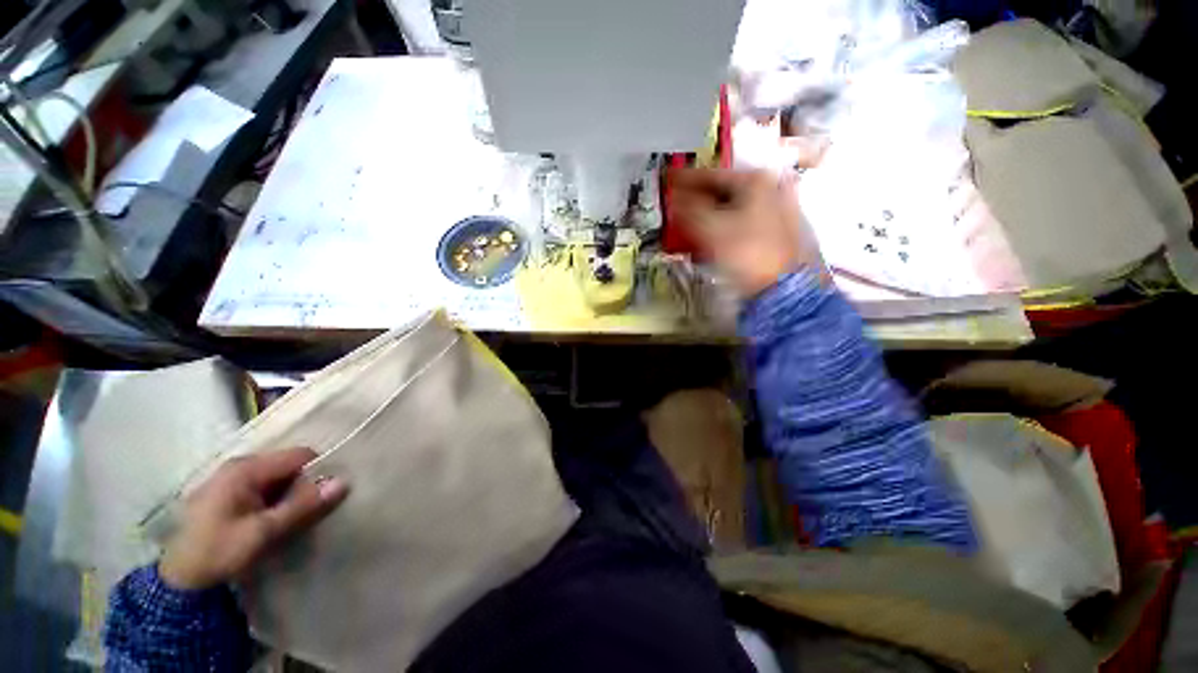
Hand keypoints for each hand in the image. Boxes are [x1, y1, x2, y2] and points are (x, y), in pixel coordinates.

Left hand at [159, 447, 348, 590]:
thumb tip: (344, 482)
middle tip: (304, 513)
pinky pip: (262, 487)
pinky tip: (270, 520)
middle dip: (302, 485)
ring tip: (287, 519)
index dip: (317, 471)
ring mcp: (229, 479)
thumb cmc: (220, 552)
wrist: (180, 582)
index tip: (322, 497)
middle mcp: (238, 466)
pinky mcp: (225, 493)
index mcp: (245, 468)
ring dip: (288, 494)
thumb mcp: (265, 532)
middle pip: (288, 464)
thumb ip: (303, 505)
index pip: (299, 455)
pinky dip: (274, 500)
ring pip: (276, 477)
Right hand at [671, 168, 826, 296]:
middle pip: (722, 190)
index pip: (710, 175)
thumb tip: (673, 195)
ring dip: (708, 214)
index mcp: (754, 180)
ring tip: (690, 223)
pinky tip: (711, 236)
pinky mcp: (776, 230)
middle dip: (696, 199)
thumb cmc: (745, 252)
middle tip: (677, 206)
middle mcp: (769, 187)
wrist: (782, 286)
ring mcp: (776, 209)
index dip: (684, 180)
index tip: (667, 181)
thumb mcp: (710, 228)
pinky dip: (722, 225)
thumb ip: (687, 208)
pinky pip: (740, 221)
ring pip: (731, 207)